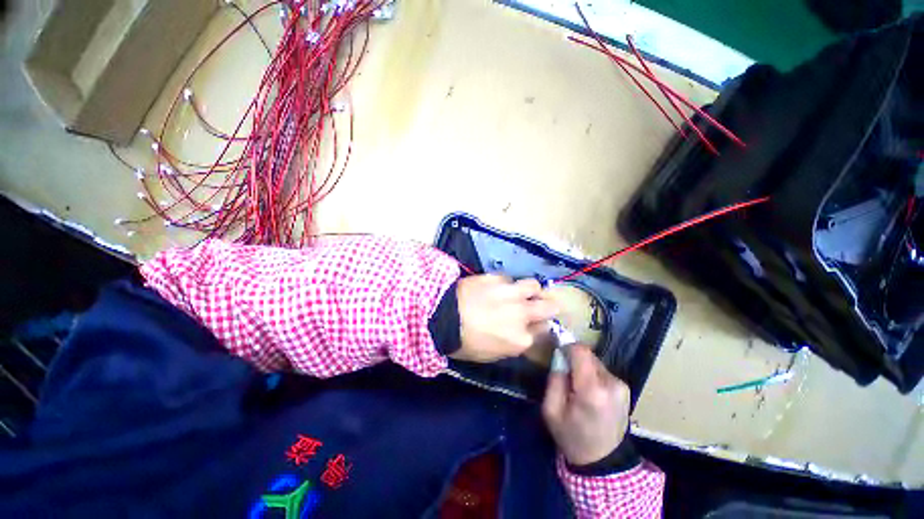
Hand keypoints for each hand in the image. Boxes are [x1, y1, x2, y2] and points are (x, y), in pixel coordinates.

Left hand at [452, 275, 558, 362]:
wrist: (443, 316)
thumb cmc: (464, 342)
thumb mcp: (491, 354)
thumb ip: (513, 343)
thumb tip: (523, 332)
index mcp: (521, 339)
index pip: (544, 330)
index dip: (539, 326)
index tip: (534, 324)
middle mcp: (522, 314)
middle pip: (550, 307)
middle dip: (549, 307)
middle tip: (542, 305)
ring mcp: (511, 293)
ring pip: (534, 286)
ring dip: (531, 290)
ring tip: (522, 292)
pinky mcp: (498, 278)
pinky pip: (509, 279)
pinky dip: (506, 283)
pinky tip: (495, 287)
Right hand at [542, 345, 630, 465]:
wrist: (603, 461)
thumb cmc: (572, 436)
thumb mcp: (551, 409)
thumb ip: (554, 378)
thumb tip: (560, 355)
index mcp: (592, 390)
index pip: (580, 350)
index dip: (567, 347)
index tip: (558, 355)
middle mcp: (611, 383)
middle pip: (587, 355)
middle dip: (573, 360)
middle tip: (566, 377)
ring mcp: (621, 386)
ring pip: (595, 361)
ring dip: (583, 368)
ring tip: (578, 388)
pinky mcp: (625, 388)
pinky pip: (602, 371)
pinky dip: (592, 375)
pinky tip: (590, 393)